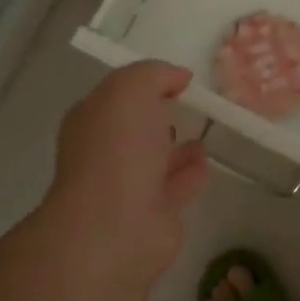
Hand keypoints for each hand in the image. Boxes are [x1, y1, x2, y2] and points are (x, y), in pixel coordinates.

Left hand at [43, 62, 209, 290]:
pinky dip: (192, 173)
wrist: (116, 226)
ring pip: (157, 160)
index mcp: (92, 122)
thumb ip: (154, 74)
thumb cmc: (117, 149)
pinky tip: (207, 161)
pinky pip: (178, 186)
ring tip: (203, 130)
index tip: (178, 79)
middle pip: (135, 129)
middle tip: (188, 103)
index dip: (145, 84)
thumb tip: (178, 77)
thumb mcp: (131, 89)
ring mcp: (130, 187)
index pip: (117, 96)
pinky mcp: (157, 215)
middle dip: (157, 116)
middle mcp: (106, 154)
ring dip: (177, 147)